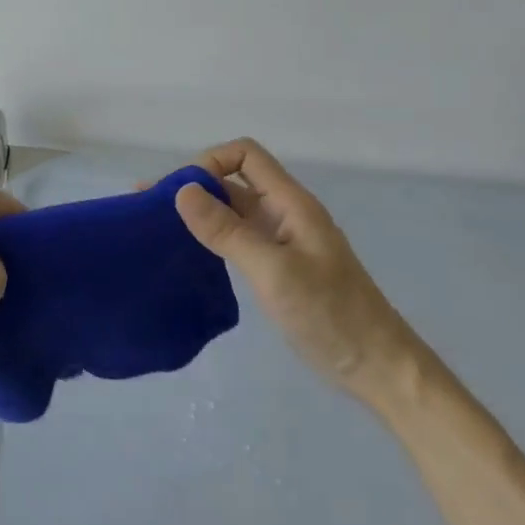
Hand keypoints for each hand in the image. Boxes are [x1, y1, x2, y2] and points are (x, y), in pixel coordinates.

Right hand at [174, 139, 422, 403]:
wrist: (378, 369)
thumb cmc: (331, 315)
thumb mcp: (274, 271)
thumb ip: (228, 231)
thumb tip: (182, 191)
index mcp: (290, 203)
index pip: (245, 155)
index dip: (211, 162)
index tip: (181, 193)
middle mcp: (283, 213)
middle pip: (233, 181)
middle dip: (193, 186)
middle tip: (146, 206)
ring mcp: (280, 241)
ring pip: (232, 211)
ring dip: (197, 212)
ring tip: (155, 226)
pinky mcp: (276, 268)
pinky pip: (237, 239)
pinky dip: (209, 237)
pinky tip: (186, 252)